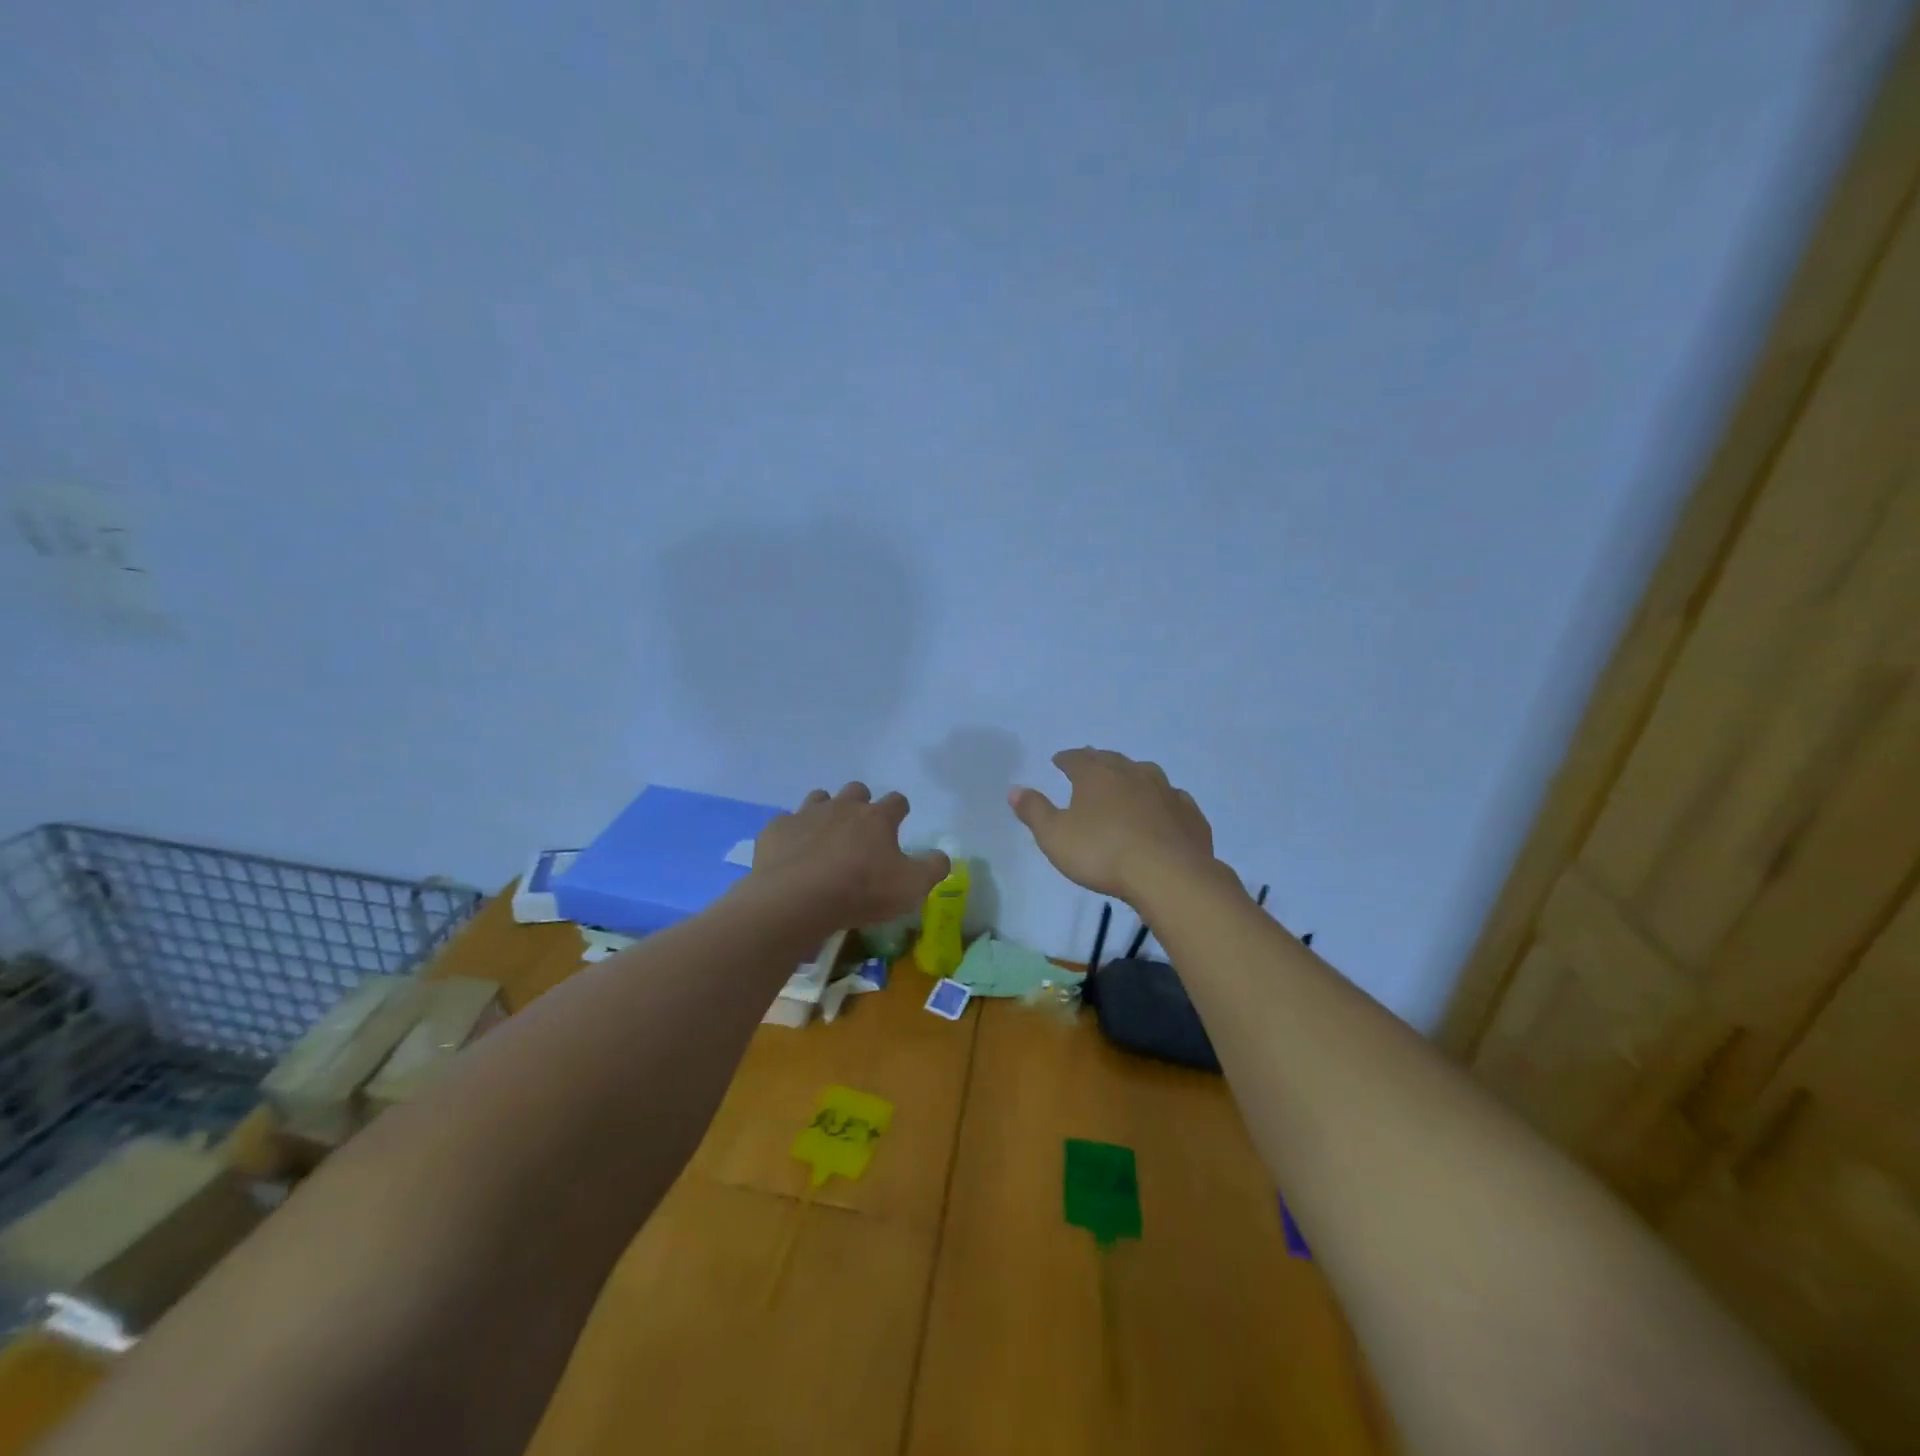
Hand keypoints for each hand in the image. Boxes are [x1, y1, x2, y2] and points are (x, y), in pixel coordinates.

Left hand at [751, 782, 950, 928]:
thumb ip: (933, 868)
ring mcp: (807, 814)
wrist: (796, 899)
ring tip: (825, 838)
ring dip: (825, 812)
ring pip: (819, 798)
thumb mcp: (911, 887)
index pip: (897, 801)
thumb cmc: (861, 891)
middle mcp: (843, 806)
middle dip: (860, 803)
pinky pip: (786, 822)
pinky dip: (792, 834)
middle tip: (860, 831)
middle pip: (856, 790)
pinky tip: (792, 853)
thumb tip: (942, 855)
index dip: (900, 811)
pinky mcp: (777, 829)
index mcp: (877, 818)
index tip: (899, 823)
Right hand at [1009, 748, 1217, 904]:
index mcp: (1097, 775)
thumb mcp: (1055, 836)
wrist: (1169, 874)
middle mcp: (1132, 773)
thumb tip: (1015, 789)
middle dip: (1098, 762)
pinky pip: (1172, 800)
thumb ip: (1034, 811)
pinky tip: (1162, 813)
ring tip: (1126, 788)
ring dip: (1133, 779)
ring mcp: (1166, 791)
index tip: (1059, 761)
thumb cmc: (1102, 853)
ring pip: (1145, 775)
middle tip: (1090, 767)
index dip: (1066, 759)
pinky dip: (1162, 803)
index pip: (1076, 758)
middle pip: (1111, 760)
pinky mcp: (1189, 814)